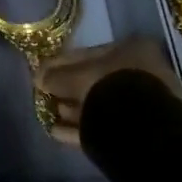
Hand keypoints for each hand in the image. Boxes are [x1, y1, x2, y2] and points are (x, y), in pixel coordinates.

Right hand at [32, 39, 181, 146]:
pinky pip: (103, 125)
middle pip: (96, 79)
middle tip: (46, 94)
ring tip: (50, 114)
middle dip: (69, 89)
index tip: (44, 73)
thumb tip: (38, 78)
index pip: (90, 53)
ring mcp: (143, 104)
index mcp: (133, 49)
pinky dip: (80, 128)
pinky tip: (57, 132)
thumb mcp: (76, 75)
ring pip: (100, 104)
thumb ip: (56, 75)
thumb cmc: (110, 86)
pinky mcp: (138, 132)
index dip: (63, 63)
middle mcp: (142, 73)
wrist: (139, 128)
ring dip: (74, 109)